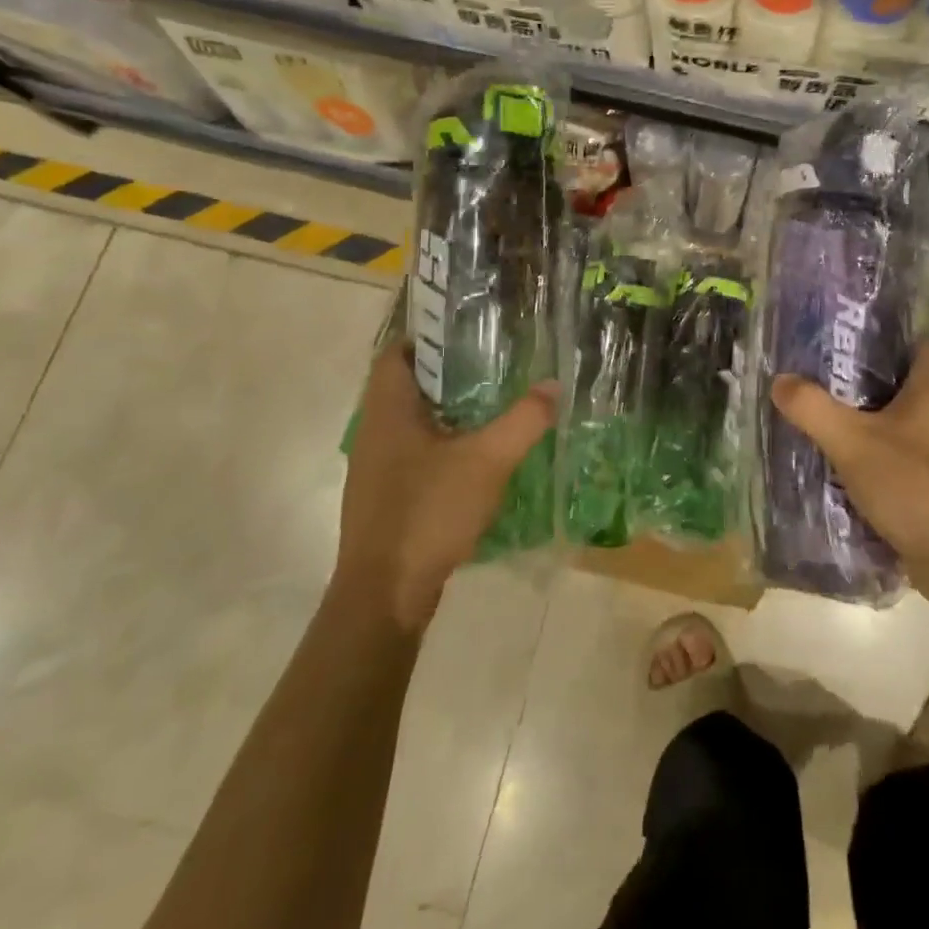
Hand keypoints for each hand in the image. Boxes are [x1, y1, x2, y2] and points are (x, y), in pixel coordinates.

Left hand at [335, 338, 557, 632]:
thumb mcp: (487, 461)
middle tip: (494, 364)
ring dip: (448, 411)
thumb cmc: (428, 513)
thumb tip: (553, 385)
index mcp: (388, 411)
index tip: (469, 332)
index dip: (428, 336)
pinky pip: (415, 455)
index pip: (396, 353)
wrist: (385, 596)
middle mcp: (375, 433)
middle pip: (407, 385)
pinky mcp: (387, 499)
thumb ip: (524, 420)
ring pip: (413, 423)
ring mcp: (377, 469)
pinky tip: (477, 456)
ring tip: (493, 404)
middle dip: (448, 373)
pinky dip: (444, 445)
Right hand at [770, 341, 928, 610]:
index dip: (881, 332)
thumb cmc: (914, 486)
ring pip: (895, 419)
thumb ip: (814, 409)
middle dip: (859, 376)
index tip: (842, 332)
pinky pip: (896, 452)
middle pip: (898, 380)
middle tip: (815, 371)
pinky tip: (837, 455)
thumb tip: (780, 380)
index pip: (913, 341)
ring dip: (862, 416)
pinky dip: (871, 450)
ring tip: (817, 408)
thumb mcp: (853, 443)